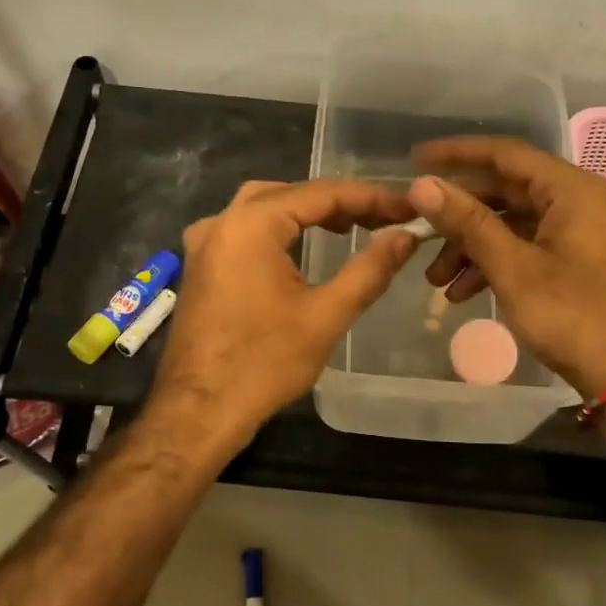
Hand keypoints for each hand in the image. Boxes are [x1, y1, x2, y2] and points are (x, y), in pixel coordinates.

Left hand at [147, 179, 419, 457]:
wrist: (198, 412)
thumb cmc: (264, 364)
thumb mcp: (326, 316)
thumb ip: (369, 269)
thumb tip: (405, 236)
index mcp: (250, 225)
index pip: (320, 193)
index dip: (369, 198)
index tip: (407, 207)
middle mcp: (221, 222)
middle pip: (289, 193)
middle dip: (338, 202)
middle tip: (381, 218)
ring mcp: (204, 243)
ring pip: (263, 207)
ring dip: (307, 212)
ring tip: (350, 228)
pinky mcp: (201, 265)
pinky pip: (244, 229)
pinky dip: (278, 229)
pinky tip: (301, 247)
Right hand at [409, 138, 605, 398]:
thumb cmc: (577, 317)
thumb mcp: (513, 268)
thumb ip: (468, 222)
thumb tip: (422, 184)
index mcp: (570, 190)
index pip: (504, 154)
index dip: (456, 155)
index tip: (415, 161)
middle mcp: (580, 202)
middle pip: (507, 192)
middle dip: (459, 217)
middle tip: (419, 236)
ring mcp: (585, 235)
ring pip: (515, 226)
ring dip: (473, 248)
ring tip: (438, 282)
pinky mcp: (584, 265)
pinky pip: (531, 249)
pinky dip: (498, 265)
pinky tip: (466, 294)